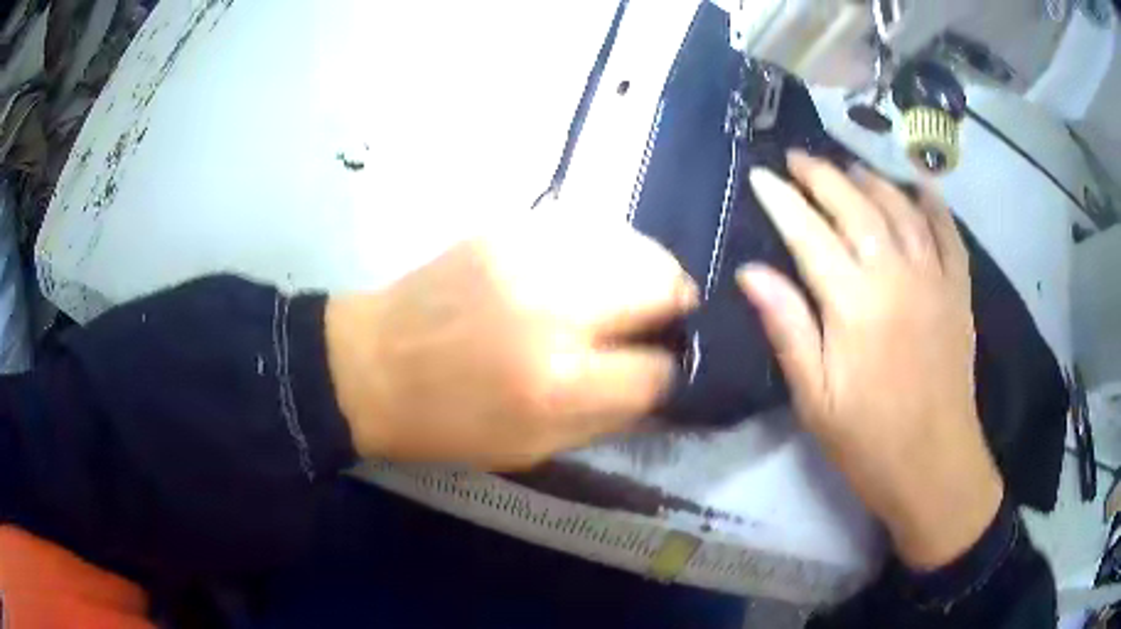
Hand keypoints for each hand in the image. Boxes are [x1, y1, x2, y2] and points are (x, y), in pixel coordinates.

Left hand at [325, 214, 696, 470]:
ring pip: (635, 245)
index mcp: (558, 384)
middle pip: (663, 285)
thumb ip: (608, 419)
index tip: (663, 370)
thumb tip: (662, 388)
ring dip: (647, 273)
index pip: (658, 370)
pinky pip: (591, 227)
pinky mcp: (510, 228)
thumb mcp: (530, 448)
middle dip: (676, 307)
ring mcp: (532, 255)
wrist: (369, 363)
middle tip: (660, 322)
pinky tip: (589, 271)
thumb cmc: (445, 423)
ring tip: (629, 294)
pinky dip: (607, 251)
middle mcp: (556, 309)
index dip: (670, 373)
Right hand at [738, 151, 1002, 569]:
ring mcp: (934, 280)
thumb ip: (787, 328)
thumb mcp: (815, 398)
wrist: (935, 466)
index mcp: (854, 305)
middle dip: (822, 176)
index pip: (809, 235)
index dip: (782, 201)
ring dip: (872, 181)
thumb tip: (750, 273)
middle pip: (856, 207)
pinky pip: (949, 236)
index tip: (760, 176)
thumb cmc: (868, 441)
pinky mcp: (959, 293)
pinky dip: (934, 206)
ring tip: (849, 169)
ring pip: (901, 210)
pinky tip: (920, 187)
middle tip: (797, 158)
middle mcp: (896, 277)